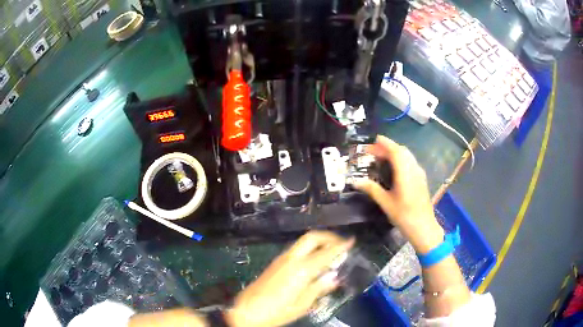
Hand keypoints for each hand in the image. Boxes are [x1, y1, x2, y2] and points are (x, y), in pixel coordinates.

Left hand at [225, 231, 354, 326]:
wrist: (246, 311)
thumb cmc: (277, 311)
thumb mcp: (302, 304)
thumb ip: (319, 288)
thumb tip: (334, 277)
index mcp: (301, 269)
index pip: (325, 252)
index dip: (340, 246)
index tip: (352, 241)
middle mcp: (291, 258)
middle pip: (312, 237)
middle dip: (328, 236)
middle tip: (341, 244)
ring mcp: (281, 259)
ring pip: (303, 242)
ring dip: (319, 242)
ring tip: (331, 252)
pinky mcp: (276, 263)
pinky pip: (296, 249)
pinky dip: (309, 249)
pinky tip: (314, 261)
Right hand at [353, 136, 443, 252]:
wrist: (423, 227)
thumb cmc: (404, 215)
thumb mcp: (385, 203)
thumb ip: (371, 189)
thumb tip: (355, 181)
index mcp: (405, 172)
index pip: (395, 151)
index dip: (384, 143)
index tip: (373, 140)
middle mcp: (414, 168)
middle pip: (402, 150)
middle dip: (388, 147)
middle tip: (373, 151)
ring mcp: (419, 173)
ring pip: (407, 155)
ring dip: (395, 152)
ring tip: (381, 157)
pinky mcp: (421, 179)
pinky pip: (410, 162)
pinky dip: (401, 159)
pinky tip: (394, 168)